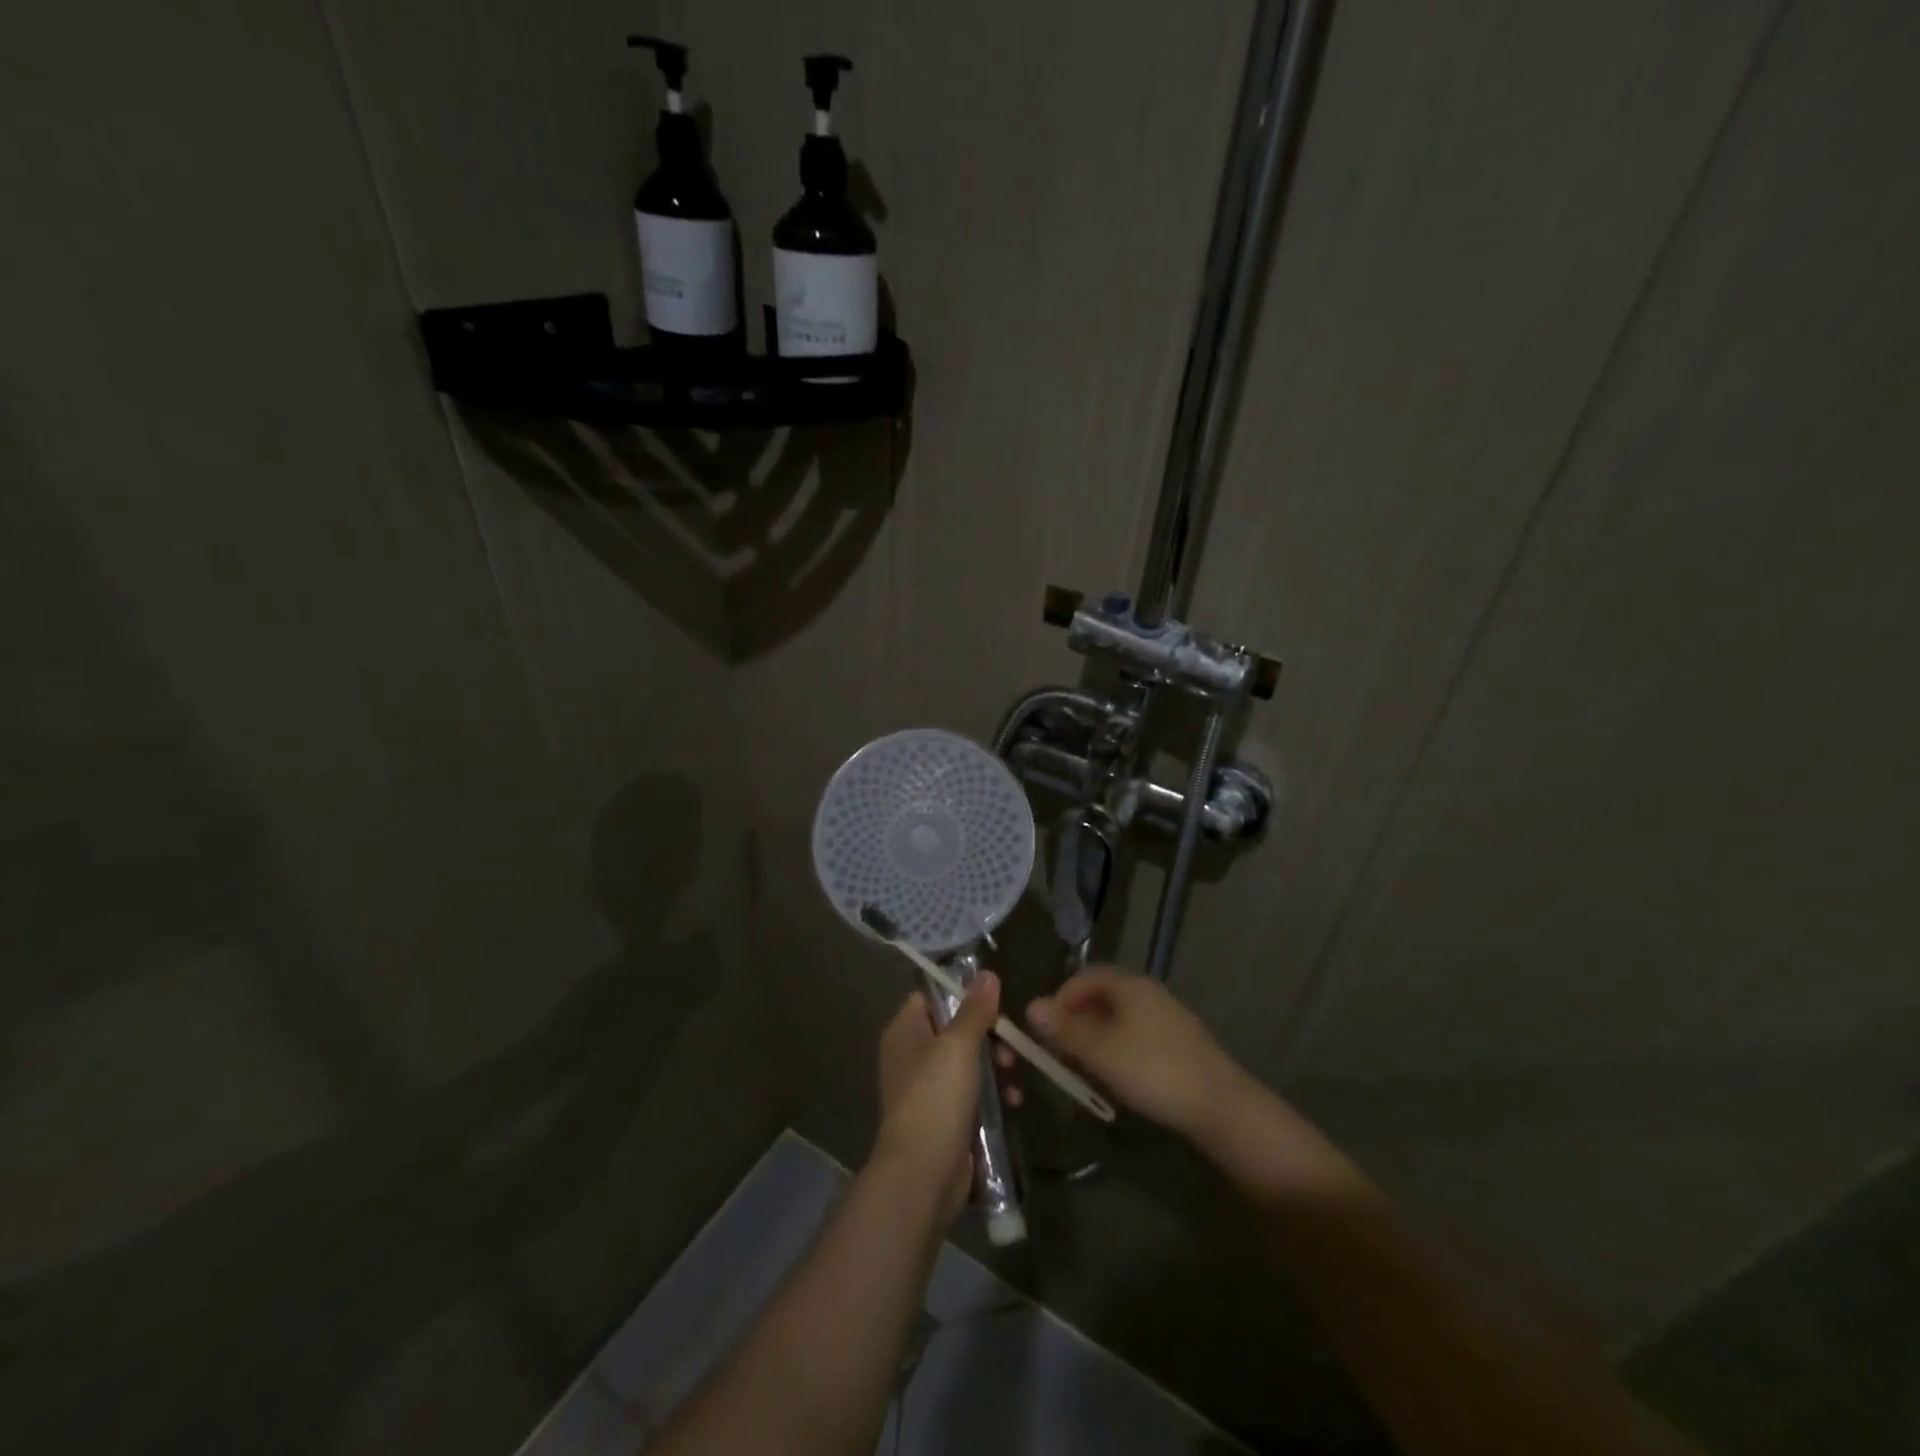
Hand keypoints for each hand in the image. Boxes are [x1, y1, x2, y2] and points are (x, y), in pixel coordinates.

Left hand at [874, 975, 1015, 1218]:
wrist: (923, 1174)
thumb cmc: (935, 1098)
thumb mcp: (958, 1046)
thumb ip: (974, 1010)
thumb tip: (986, 974)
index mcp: (905, 1031)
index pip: (932, 997)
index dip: (962, 995)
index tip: (994, 1002)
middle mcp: (912, 1055)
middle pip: (955, 1029)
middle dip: (988, 1035)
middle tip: (1010, 1046)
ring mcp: (927, 1089)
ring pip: (968, 1062)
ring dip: (996, 1066)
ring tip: (1013, 1075)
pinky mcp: (945, 1117)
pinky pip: (973, 1093)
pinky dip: (993, 1094)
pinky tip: (1014, 1101)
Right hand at [1026, 967, 1246, 1139]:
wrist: (1221, 1107)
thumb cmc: (1153, 1070)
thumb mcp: (1100, 1051)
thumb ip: (1065, 1029)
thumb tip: (1031, 1006)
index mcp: (1130, 985)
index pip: (1086, 977)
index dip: (1061, 998)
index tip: (1046, 1029)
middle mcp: (1149, 993)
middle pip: (1102, 998)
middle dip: (1077, 1022)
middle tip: (1061, 1053)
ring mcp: (1168, 1018)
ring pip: (1120, 1020)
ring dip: (1096, 1040)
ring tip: (1085, 1070)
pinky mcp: (1180, 1045)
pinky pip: (1138, 1037)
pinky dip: (1119, 1052)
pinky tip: (1118, 1080)